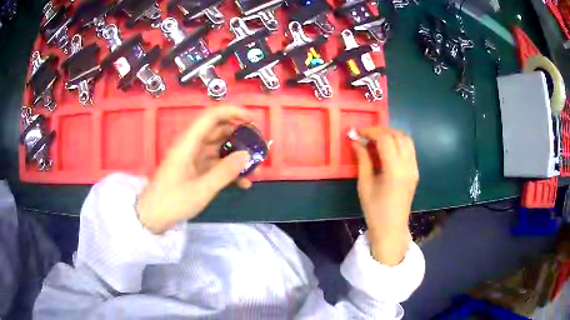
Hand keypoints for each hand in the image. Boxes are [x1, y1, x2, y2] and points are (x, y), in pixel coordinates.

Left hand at [136, 107, 252, 233]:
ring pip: (219, 148)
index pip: (212, 116)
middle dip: (239, 136)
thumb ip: (225, 171)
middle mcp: (191, 146)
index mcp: (188, 143)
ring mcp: (193, 159)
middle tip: (258, 145)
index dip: (233, 112)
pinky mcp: (194, 171)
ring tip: (255, 167)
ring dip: (236, 155)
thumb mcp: (201, 189)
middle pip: (217, 131)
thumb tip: (247, 155)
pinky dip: (229, 170)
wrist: (152, 217)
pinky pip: (215, 164)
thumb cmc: (172, 202)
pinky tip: (243, 183)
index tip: (253, 119)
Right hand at [352, 127, 418, 264]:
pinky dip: (399, 142)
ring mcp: (414, 168)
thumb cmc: (375, 210)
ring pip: (407, 140)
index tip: (358, 133)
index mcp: (394, 170)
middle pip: (398, 135)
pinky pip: (410, 149)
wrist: (392, 229)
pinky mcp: (415, 172)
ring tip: (377, 140)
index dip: (371, 132)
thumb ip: (362, 160)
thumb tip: (356, 142)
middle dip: (381, 130)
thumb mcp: (364, 185)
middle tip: (366, 135)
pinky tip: (388, 149)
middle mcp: (408, 165)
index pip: (385, 139)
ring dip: (392, 134)